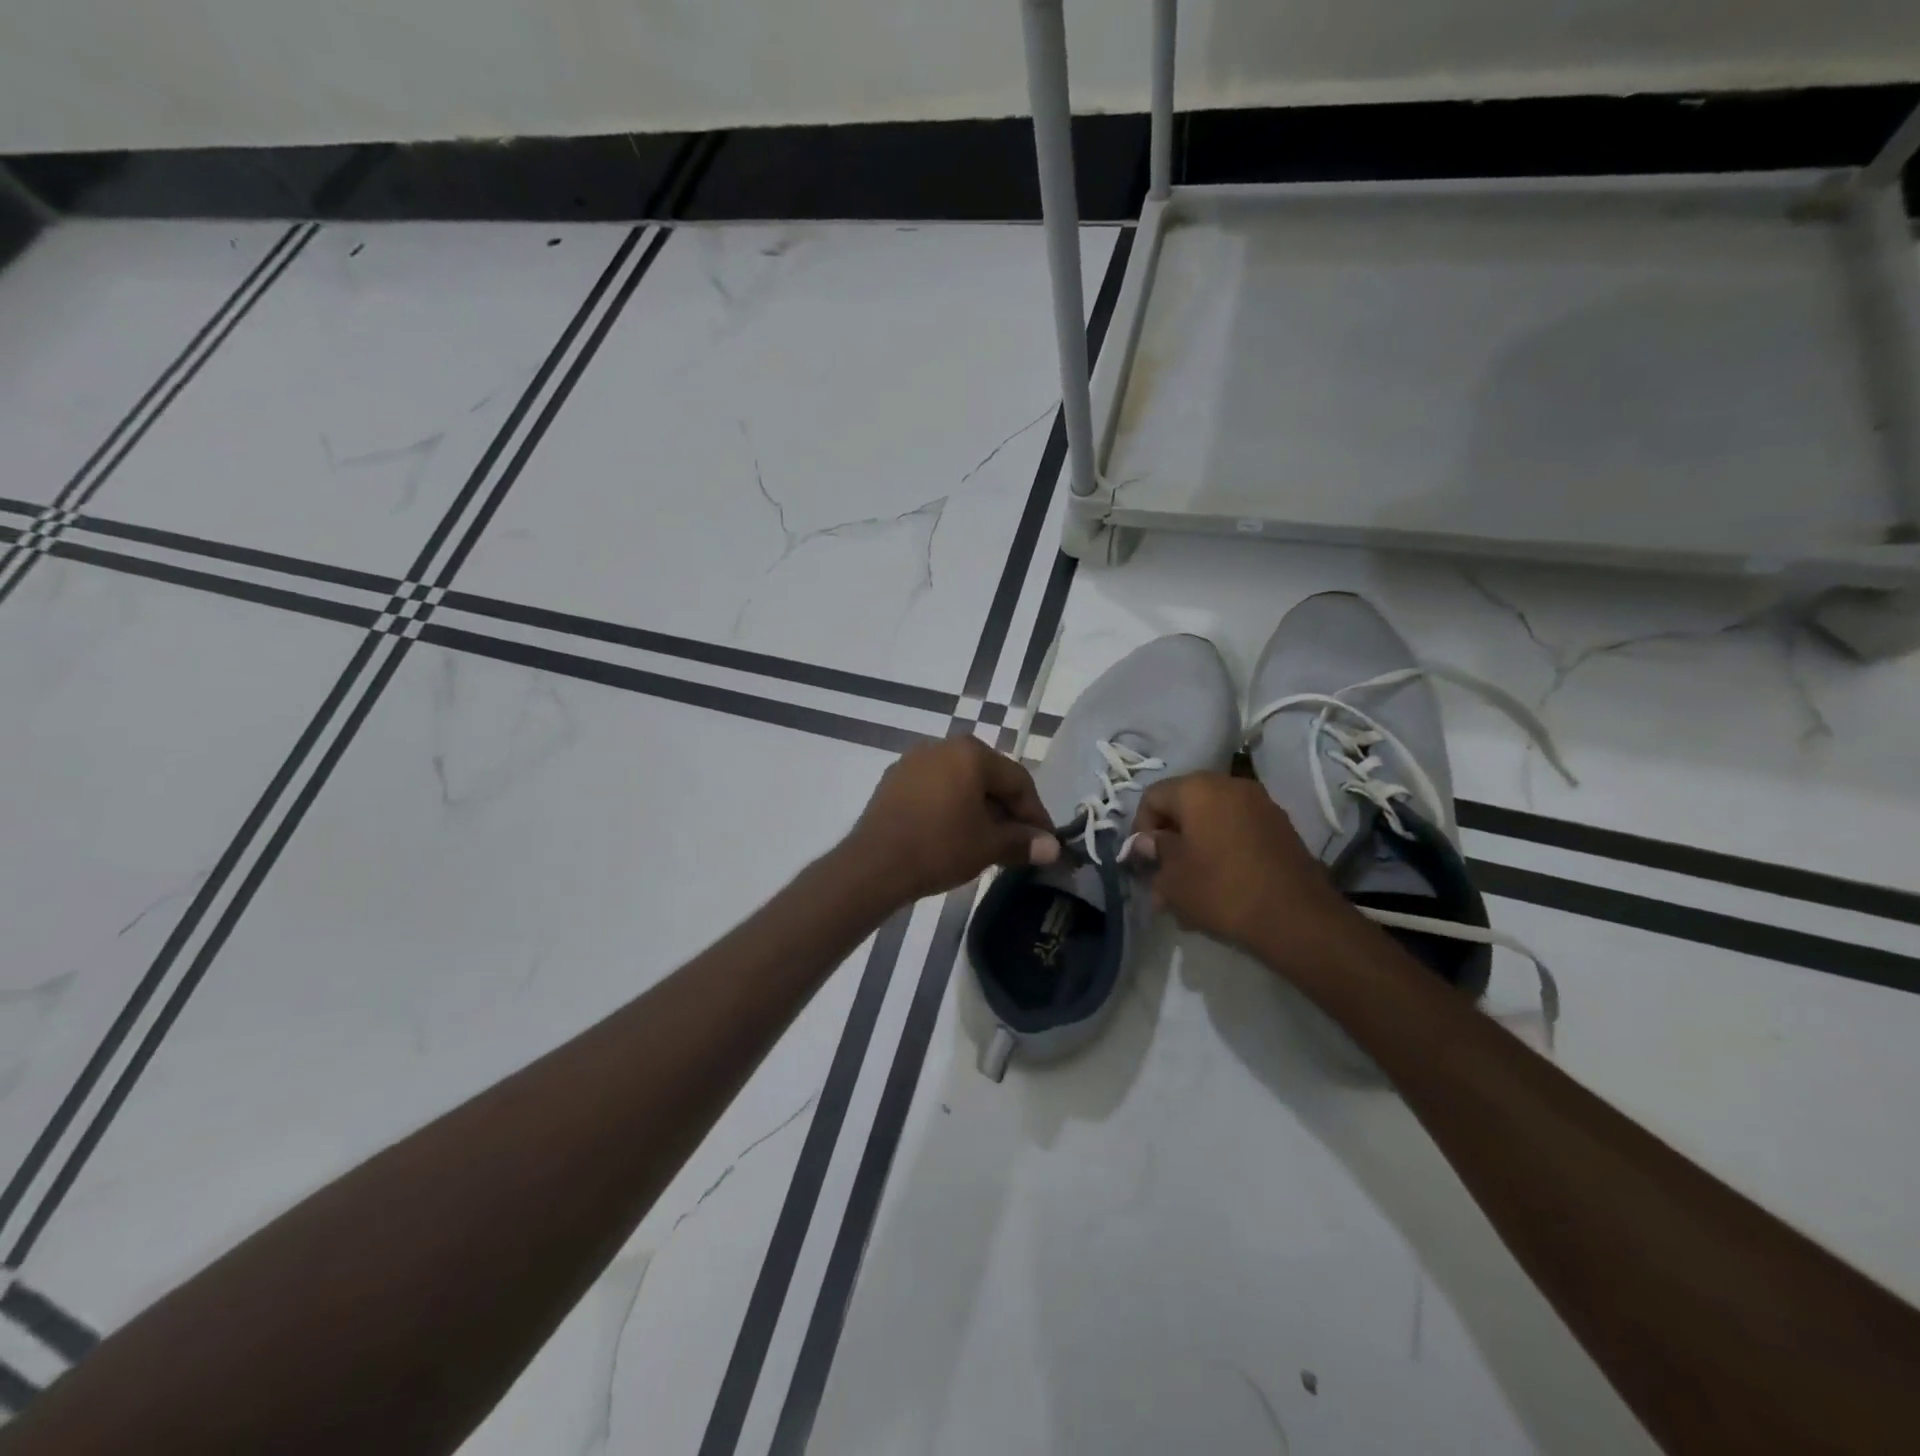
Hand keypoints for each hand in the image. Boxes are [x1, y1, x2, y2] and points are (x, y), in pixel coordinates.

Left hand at [846, 736, 1060, 903]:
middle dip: (1007, 811)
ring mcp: (914, 761)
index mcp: (972, 753)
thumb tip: (1052, 848)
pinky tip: (953, 833)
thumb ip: (1023, 842)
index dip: (1036, 814)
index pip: (1018, 781)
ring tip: (987, 841)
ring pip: (961, 783)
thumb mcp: (988, 846)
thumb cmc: (939, 847)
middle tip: (1019, 842)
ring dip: (979, 809)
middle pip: (989, 778)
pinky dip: (951, 807)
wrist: (874, 864)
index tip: (1046, 842)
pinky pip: (935, 789)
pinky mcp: (894, 780)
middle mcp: (943, 746)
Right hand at [1131, 772, 1364, 975]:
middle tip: (1163, 874)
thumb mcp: (1173, 878)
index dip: (1140, 828)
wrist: (1296, 917)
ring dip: (1196, 846)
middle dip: (1170, 838)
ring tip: (1191, 885)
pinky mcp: (1280, 826)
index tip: (1142, 861)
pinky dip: (1223, 849)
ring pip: (1212, 820)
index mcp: (1197, 789)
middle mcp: (1229, 785)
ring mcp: (1260, 804)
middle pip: (1184, 804)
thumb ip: (1155, 852)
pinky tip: (1220, 883)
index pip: (1153, 797)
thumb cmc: (1222, 890)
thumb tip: (1146, 842)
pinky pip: (1238, 830)